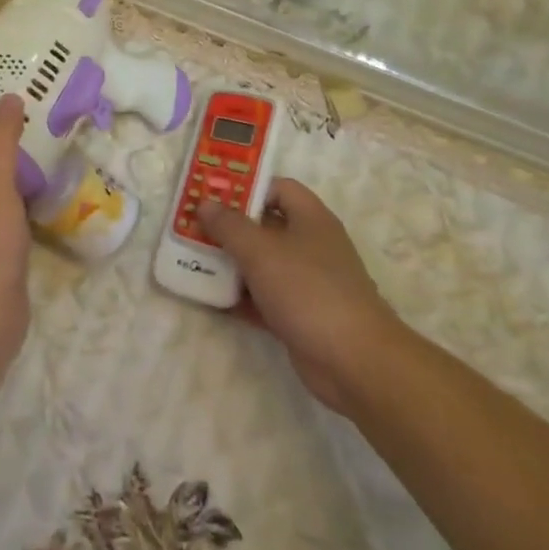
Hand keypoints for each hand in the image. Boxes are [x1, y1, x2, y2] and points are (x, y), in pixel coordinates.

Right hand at [197, 179, 399, 414]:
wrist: (354, 362)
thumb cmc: (307, 290)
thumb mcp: (261, 251)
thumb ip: (229, 225)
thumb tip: (206, 203)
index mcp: (310, 218)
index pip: (277, 188)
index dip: (246, 187)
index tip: (212, 195)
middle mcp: (311, 245)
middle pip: (266, 226)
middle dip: (230, 227)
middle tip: (194, 227)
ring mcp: (308, 282)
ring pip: (263, 263)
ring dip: (232, 263)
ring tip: (194, 260)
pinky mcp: (302, 315)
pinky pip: (265, 297)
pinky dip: (242, 297)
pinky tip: (212, 299)